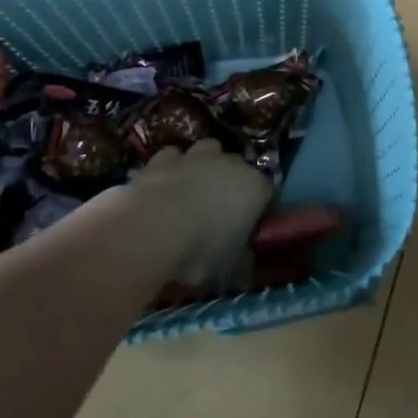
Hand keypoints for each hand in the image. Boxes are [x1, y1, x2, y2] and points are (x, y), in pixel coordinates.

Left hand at [117, 139, 273, 287]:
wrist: (151, 229)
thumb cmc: (200, 250)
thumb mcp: (230, 267)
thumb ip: (241, 258)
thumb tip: (244, 259)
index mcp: (255, 187)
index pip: (266, 192)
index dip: (257, 208)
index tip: (247, 226)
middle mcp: (230, 164)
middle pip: (236, 165)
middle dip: (230, 181)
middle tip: (218, 208)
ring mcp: (195, 157)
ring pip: (205, 150)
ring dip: (201, 165)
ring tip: (190, 189)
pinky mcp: (161, 159)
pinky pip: (171, 157)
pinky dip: (169, 169)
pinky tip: (161, 186)